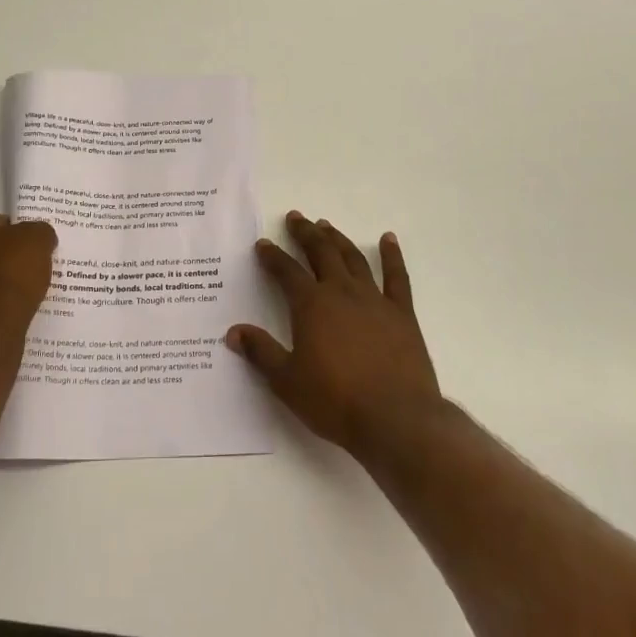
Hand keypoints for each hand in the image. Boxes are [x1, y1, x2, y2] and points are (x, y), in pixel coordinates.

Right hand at [228, 211, 443, 454]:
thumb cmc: (335, 401)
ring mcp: (374, 300)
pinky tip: (388, 239)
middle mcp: (341, 292)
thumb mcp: (287, 381)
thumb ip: (261, 352)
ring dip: (337, 239)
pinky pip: (397, 277)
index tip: (263, 244)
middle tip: (296, 218)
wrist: (396, 419)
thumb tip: (233, 332)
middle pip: (320, 253)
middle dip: (305, 233)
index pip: (286, 271)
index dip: (272, 256)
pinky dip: (392, 255)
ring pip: (353, 258)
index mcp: (311, 305)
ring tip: (326, 225)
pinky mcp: (402, 314)